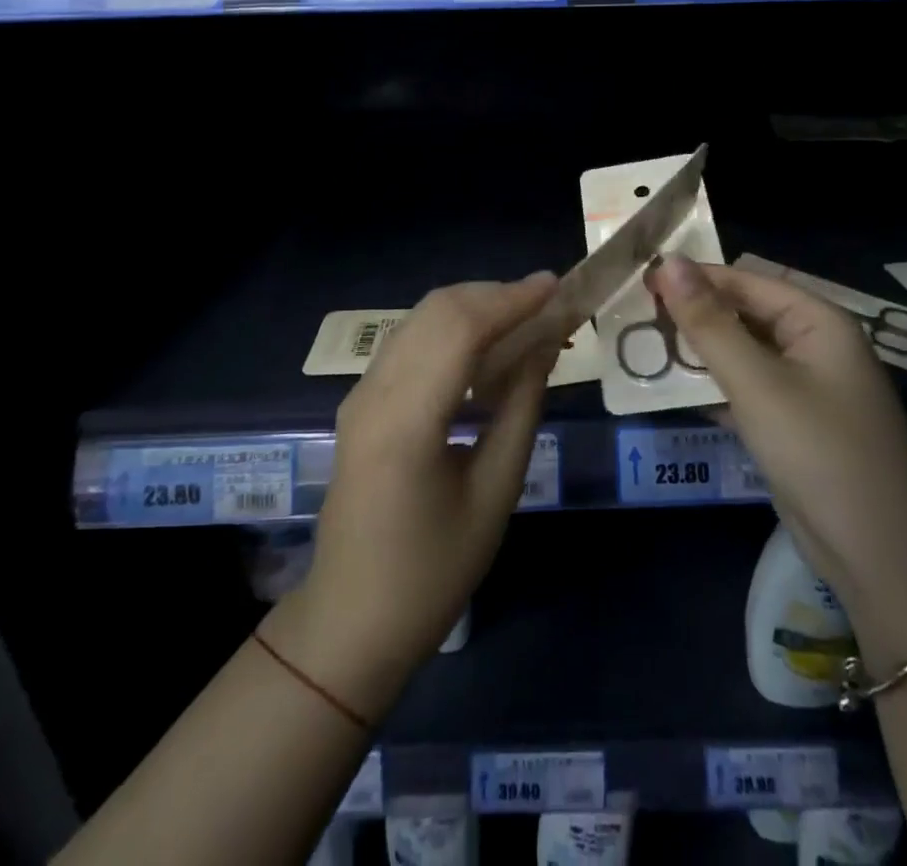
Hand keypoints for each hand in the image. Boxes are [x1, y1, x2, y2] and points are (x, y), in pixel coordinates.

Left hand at [264, 274, 558, 721]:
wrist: (351, 619)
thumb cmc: (432, 573)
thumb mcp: (494, 494)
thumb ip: (521, 410)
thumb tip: (546, 346)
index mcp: (406, 422)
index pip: (460, 329)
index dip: (511, 299)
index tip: (556, 286)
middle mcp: (374, 393)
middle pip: (436, 311)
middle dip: (494, 295)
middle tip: (546, 303)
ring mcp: (359, 394)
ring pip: (419, 319)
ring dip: (472, 307)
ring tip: (523, 319)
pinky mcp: (359, 401)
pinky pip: (408, 342)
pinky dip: (450, 329)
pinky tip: (483, 347)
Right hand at [646, 257, 906, 625]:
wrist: (878, 557)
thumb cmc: (819, 453)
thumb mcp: (756, 383)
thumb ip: (709, 323)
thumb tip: (668, 261)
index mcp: (818, 321)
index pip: (746, 281)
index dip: (694, 277)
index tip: (641, 281)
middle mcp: (815, 344)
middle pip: (744, 314)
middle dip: (694, 315)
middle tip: (636, 317)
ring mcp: (806, 386)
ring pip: (742, 352)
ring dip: (698, 351)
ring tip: (644, 347)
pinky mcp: (793, 422)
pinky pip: (746, 388)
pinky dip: (713, 385)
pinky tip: (671, 389)